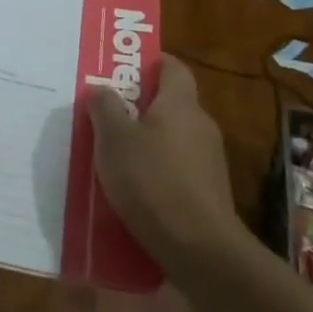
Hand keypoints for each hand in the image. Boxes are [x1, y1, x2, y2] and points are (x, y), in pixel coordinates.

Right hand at [88, 53, 241, 267]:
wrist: (199, 248)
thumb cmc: (152, 181)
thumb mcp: (113, 140)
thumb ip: (105, 108)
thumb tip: (101, 87)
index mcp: (180, 104)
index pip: (174, 67)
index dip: (152, 63)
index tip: (125, 69)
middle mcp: (201, 125)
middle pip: (172, 103)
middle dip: (142, 105)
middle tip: (109, 113)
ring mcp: (210, 160)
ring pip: (175, 137)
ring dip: (150, 140)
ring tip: (117, 154)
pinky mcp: (210, 191)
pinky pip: (180, 167)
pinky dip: (159, 169)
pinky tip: (137, 188)